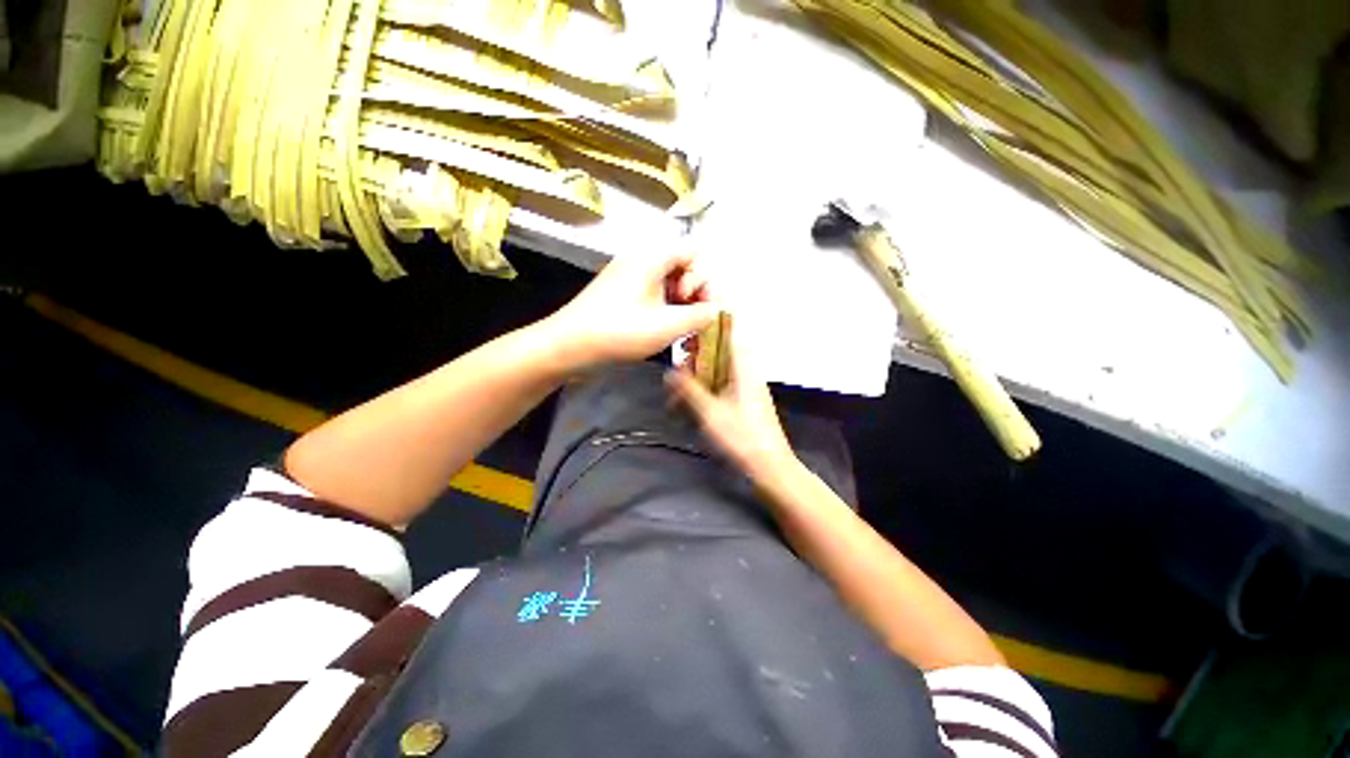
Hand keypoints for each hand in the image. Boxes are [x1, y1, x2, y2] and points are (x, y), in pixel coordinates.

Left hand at [543, 249, 718, 366]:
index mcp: (651, 257)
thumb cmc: (620, 332)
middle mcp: (639, 260)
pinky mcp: (619, 293)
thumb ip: (700, 316)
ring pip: (666, 282)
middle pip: (681, 266)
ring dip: (678, 303)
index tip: (697, 305)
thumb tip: (716, 310)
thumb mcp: (668, 325)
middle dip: (692, 292)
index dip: (703, 278)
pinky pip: (651, 293)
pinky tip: (661, 329)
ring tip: (677, 328)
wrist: (569, 345)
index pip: (692, 252)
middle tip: (689, 319)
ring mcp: (627, 276)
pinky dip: (662, 307)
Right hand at [665, 319, 798, 483]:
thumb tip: (671, 371)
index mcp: (744, 369)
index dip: (709, 328)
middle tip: (680, 362)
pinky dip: (709, 386)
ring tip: (681, 384)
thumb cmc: (742, 437)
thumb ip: (690, 389)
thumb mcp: (710, 412)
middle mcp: (748, 373)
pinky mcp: (746, 402)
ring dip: (702, 372)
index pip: (730, 334)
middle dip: (700, 353)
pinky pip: (725, 384)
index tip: (689, 333)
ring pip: (722, 369)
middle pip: (723, 352)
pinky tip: (694, 400)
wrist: (770, 466)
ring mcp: (748, 388)